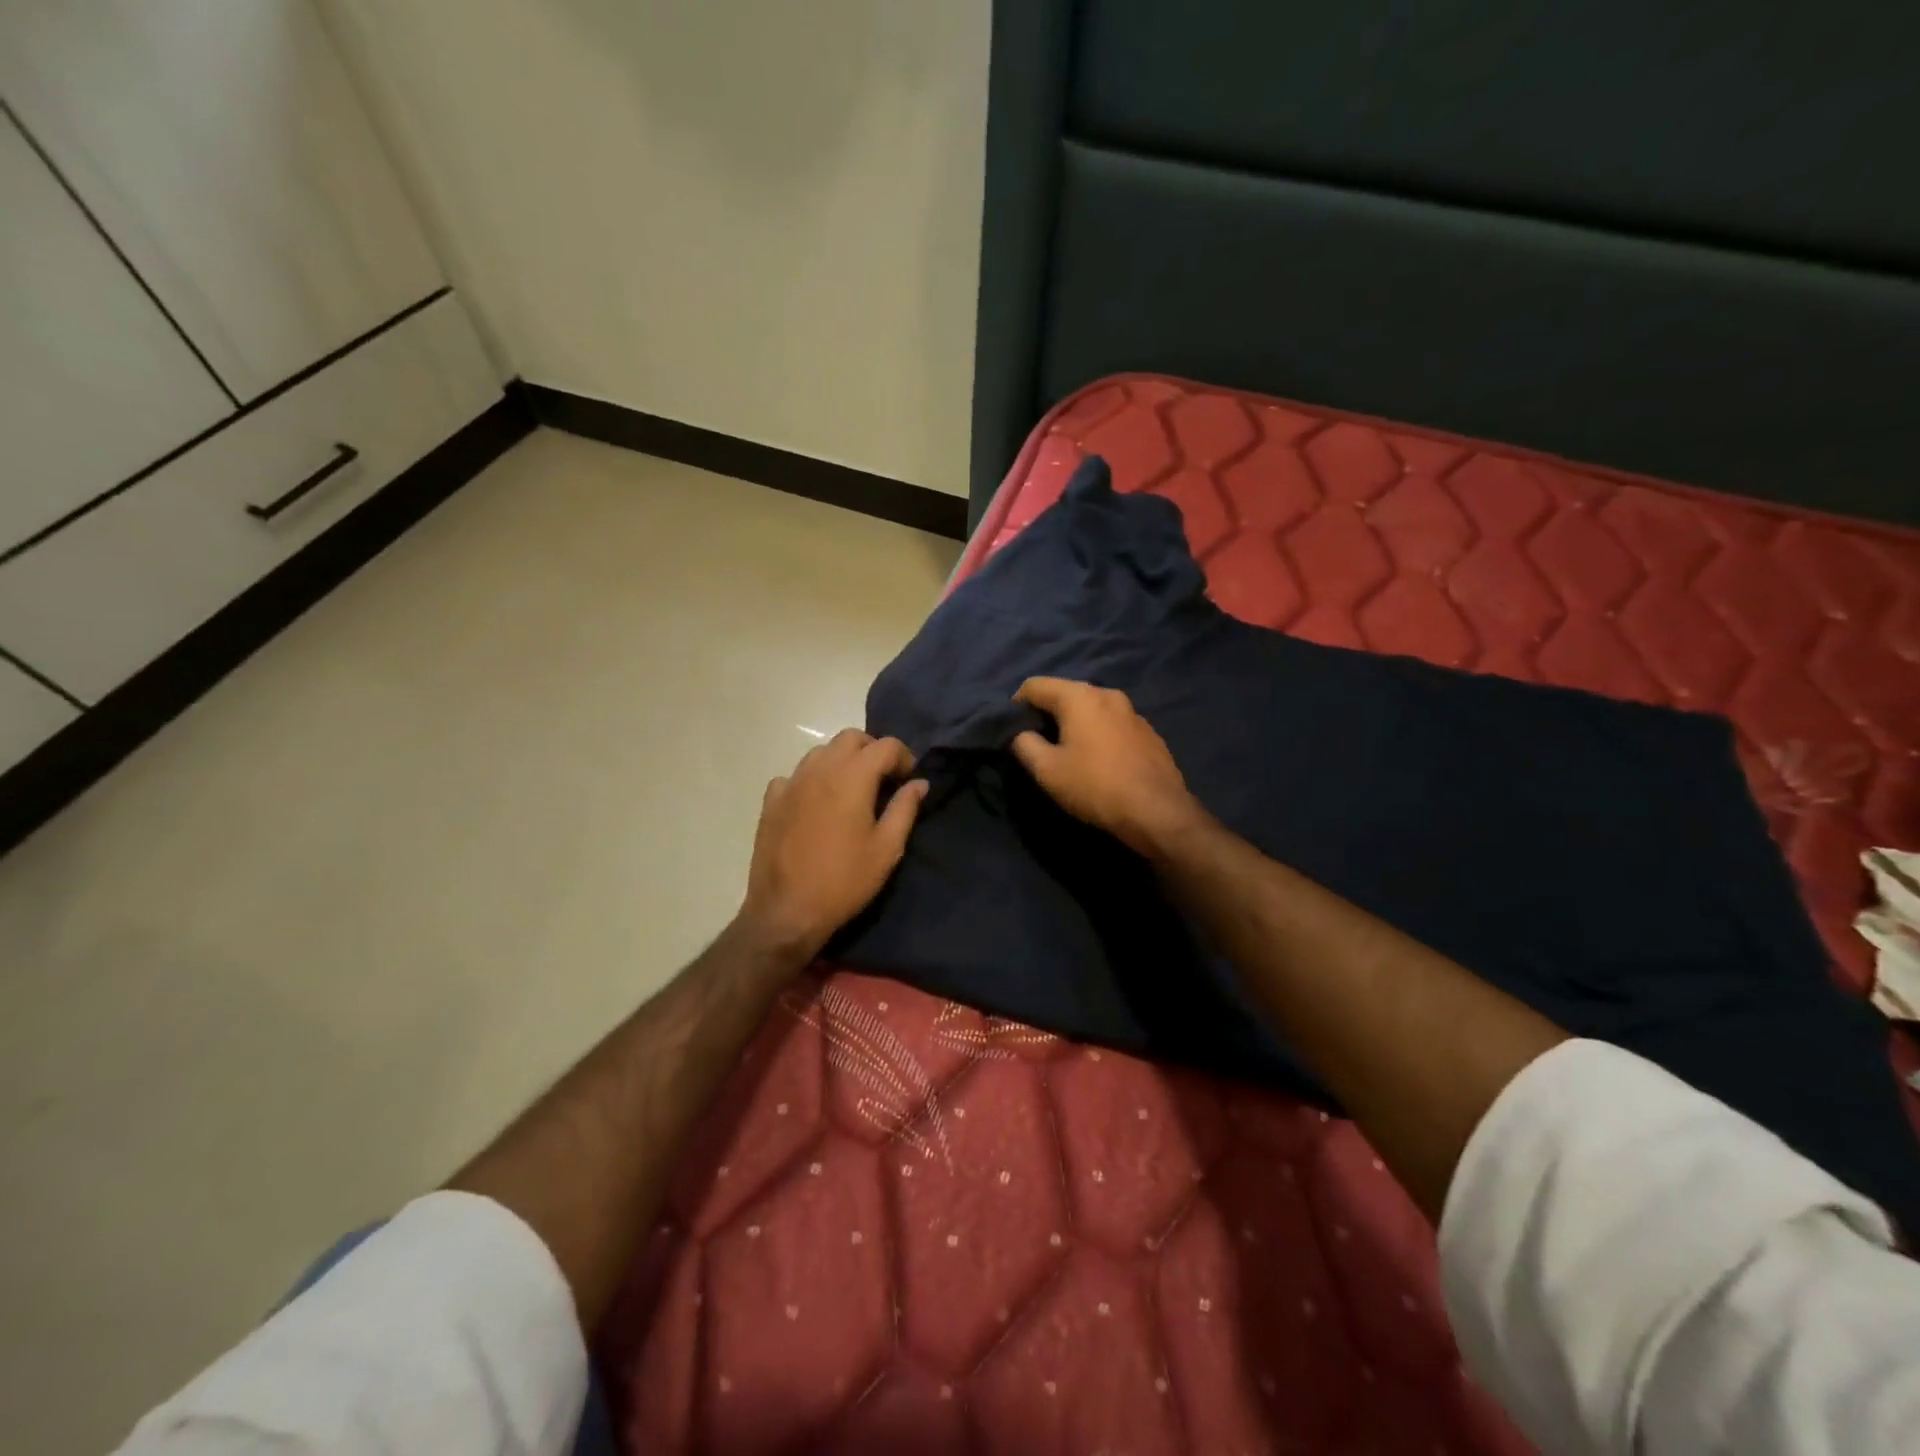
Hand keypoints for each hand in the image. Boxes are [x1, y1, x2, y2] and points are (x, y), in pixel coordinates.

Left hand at [738, 730, 928, 963]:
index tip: (908, 780)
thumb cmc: (845, 881)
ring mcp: (791, 783)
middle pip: (850, 738)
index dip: (903, 757)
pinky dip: (811, 779)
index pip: (885, 745)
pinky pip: (794, 775)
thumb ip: (905, 809)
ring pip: (821, 752)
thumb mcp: (887, 849)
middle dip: (872, 750)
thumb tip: (919, 783)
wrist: (787, 911)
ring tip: (851, 790)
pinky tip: (816, 804)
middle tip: (883, 779)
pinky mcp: (771, 801)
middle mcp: (820, 769)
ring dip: (841, 761)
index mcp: (852, 777)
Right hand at [1011, 678, 1205, 855]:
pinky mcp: (1149, 732)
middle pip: (1065, 693)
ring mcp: (1133, 712)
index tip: (1011, 729)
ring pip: (1091, 708)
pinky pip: (1112, 724)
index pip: (1034, 685)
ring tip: (1068, 751)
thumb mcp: (1047, 770)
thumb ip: (1024, 744)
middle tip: (1037, 741)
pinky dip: (1098, 733)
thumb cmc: (1095, 786)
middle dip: (1047, 712)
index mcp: (1079, 696)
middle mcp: (1107, 694)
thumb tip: (1020, 734)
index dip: (1016, 704)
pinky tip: (1099, 760)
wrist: (1157, 812)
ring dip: (1074, 723)